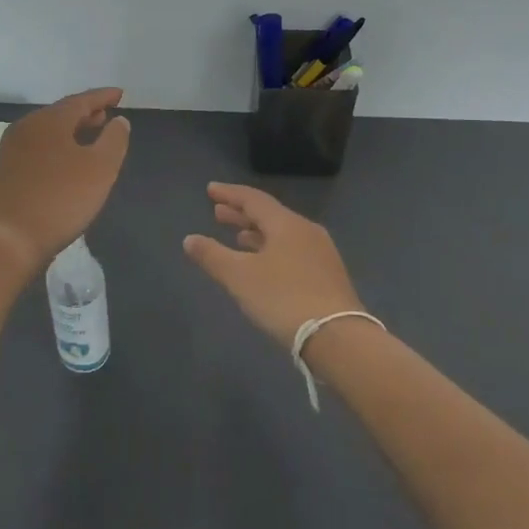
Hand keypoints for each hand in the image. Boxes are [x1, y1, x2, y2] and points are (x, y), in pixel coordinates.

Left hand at [0, 88, 130, 274]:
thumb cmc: (60, 200)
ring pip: (47, 130)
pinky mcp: (4, 171)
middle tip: (106, 115)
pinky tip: (65, 161)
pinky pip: (37, 147)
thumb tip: (119, 120)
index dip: (103, 96)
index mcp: (49, 120)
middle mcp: (26, 127)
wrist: (8, 240)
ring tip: (89, 136)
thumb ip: (114, 140)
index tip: (120, 94)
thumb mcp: (100, 169)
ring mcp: (11, 149)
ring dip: (70, 130)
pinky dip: (56, 146)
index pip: (81, 100)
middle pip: (61, 113)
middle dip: (85, 113)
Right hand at [183, 182, 364, 348]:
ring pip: (282, 235)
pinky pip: (293, 251)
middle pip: (269, 215)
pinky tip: (264, 265)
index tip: (210, 190)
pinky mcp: (328, 276)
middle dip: (241, 214)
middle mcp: (306, 231)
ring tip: (237, 238)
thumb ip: (212, 255)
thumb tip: (190, 239)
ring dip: (257, 234)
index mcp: (286, 224)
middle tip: (218, 213)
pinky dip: (272, 250)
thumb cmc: (283, 299)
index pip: (253, 199)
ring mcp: (321, 254)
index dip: (229, 194)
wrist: (338, 338)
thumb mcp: (239, 277)